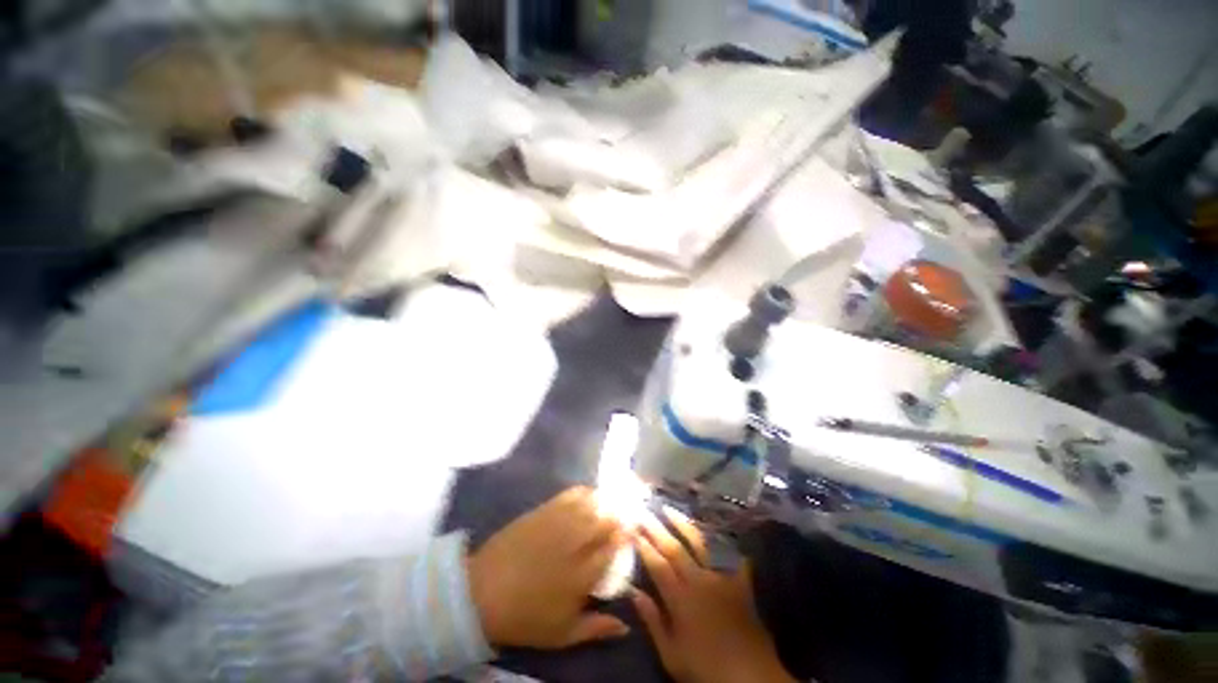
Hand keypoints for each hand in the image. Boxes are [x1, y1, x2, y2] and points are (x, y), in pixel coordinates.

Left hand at [467, 486, 629, 648]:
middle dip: (619, 515)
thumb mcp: (562, 634)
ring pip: (592, 504)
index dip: (626, 535)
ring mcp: (560, 522)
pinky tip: (589, 494)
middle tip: (625, 514)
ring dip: (606, 501)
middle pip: (606, 520)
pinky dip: (585, 492)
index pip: (614, 546)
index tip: (632, 531)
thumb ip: (596, 628)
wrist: (482, 593)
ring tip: (612, 501)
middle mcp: (576, 542)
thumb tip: (625, 626)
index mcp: (583, 574)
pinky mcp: (545, 510)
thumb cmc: (525, 617)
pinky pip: (571, 494)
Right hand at [632, 512, 794, 682]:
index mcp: (681, 599)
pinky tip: (710, 523)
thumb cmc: (705, 668)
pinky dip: (718, 536)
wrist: (750, 675)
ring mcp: (721, 576)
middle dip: (656, 528)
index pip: (657, 565)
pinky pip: (727, 551)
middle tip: (643, 511)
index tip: (632, 529)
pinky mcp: (739, 578)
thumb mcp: (672, 655)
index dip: (644, 546)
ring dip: (682, 523)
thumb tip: (633, 592)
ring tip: (668, 508)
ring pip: (698, 542)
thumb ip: (652, 621)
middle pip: (674, 548)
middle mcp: (699, 580)